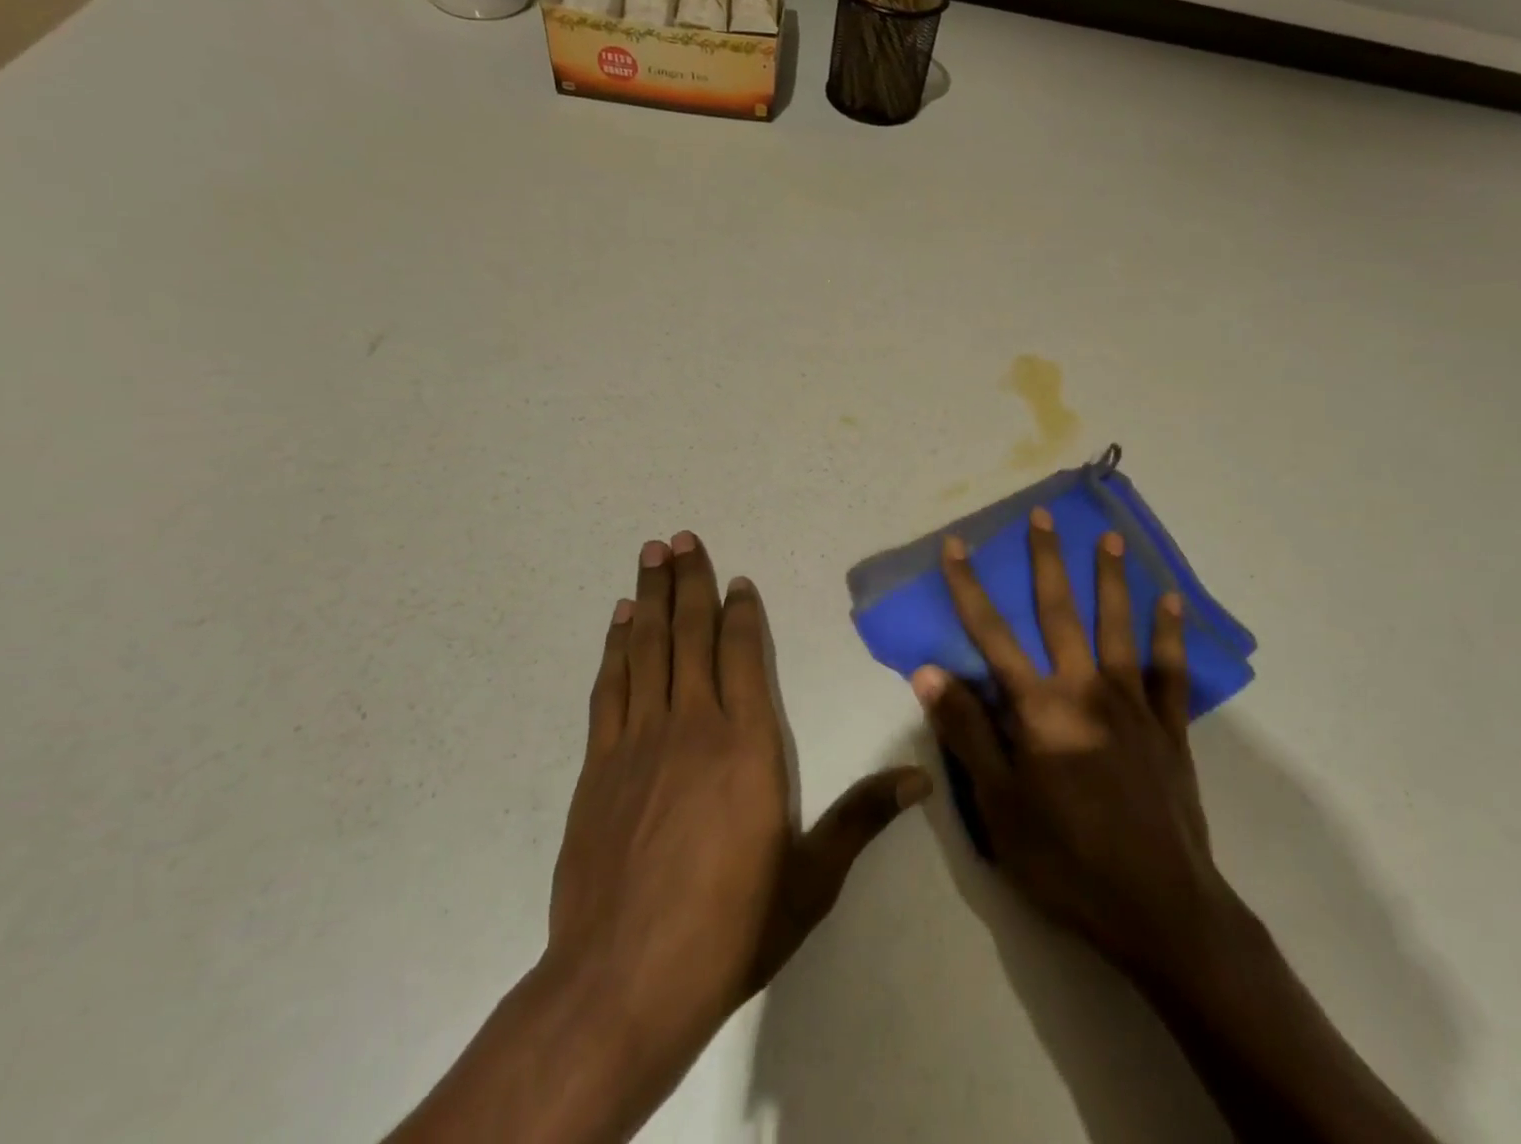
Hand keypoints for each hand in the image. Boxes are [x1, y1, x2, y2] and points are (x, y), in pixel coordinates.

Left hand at [545, 532, 928, 1130]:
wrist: (622, 983)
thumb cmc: (729, 928)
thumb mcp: (810, 880)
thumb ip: (861, 819)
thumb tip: (921, 778)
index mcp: (748, 744)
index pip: (745, 655)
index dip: (742, 611)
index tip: (738, 578)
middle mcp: (694, 725)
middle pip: (692, 635)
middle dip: (690, 582)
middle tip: (680, 537)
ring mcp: (640, 741)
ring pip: (648, 648)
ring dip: (651, 598)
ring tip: (651, 553)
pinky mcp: (599, 765)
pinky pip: (611, 687)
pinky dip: (617, 647)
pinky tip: (621, 620)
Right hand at [910, 509, 1243, 982]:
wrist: (1160, 909)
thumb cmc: (1067, 860)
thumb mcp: (999, 807)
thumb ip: (967, 733)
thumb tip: (929, 673)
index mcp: (1039, 709)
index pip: (992, 636)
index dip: (969, 588)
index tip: (955, 546)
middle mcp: (1086, 690)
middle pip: (1060, 612)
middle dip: (1047, 561)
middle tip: (1044, 515)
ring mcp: (1133, 705)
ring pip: (1118, 627)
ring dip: (1111, 579)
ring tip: (1109, 538)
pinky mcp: (1169, 728)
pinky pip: (1169, 670)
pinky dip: (1169, 634)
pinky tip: (1170, 601)